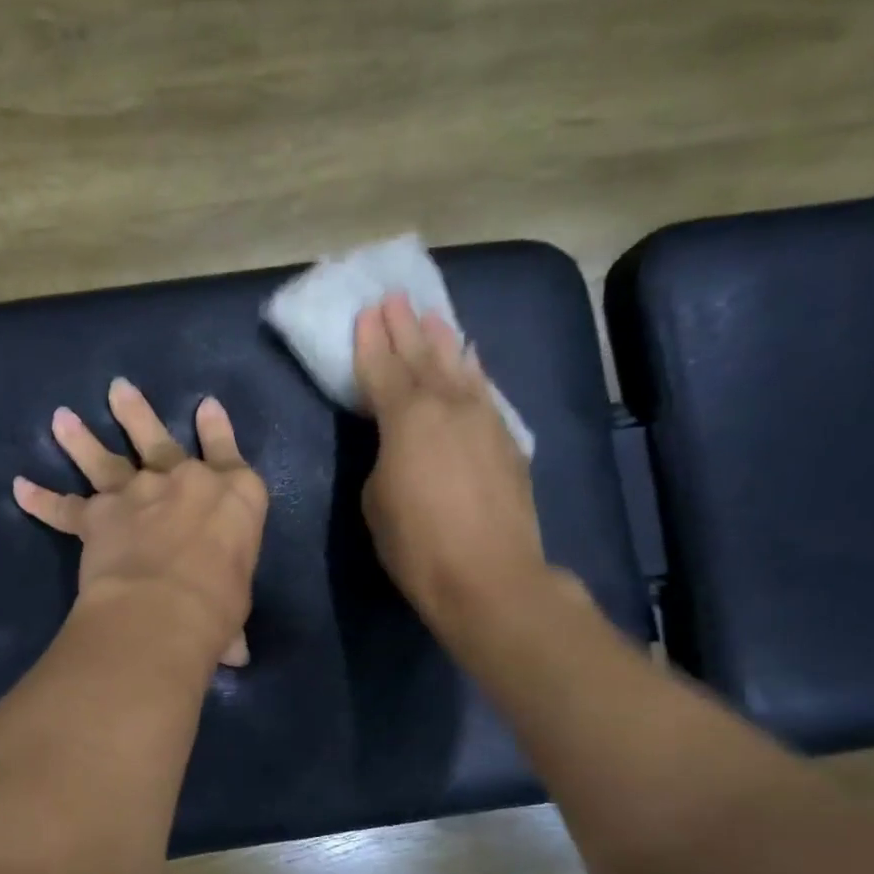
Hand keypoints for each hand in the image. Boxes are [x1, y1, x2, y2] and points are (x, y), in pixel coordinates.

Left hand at [14, 378, 267, 668]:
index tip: (207, 405)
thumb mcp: (237, 607)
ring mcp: (137, 493)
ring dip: (82, 438)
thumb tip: (236, 655)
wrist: (164, 608)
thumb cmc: (220, 606)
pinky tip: (20, 488)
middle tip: (117, 388)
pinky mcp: (98, 516)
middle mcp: (184, 482)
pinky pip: (64, 507)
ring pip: (106, 458)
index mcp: (234, 495)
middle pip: (158, 439)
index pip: (227, 453)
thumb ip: (230, 620)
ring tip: (61, 418)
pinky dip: (41, 499)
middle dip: (137, 413)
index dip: (218, 430)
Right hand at [354, 294, 550, 632]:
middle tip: (395, 298)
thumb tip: (398, 448)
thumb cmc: (416, 544)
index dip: (371, 342)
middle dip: (406, 327)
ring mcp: (483, 420)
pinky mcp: (507, 441)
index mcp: (406, 418)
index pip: (383, 369)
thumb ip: (383, 459)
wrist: (488, 576)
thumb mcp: (376, 500)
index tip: (366, 313)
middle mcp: (448, 406)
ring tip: (433, 315)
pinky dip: (473, 372)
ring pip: (460, 368)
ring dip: (444, 340)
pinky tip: (471, 361)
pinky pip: (484, 392)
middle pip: (423, 356)